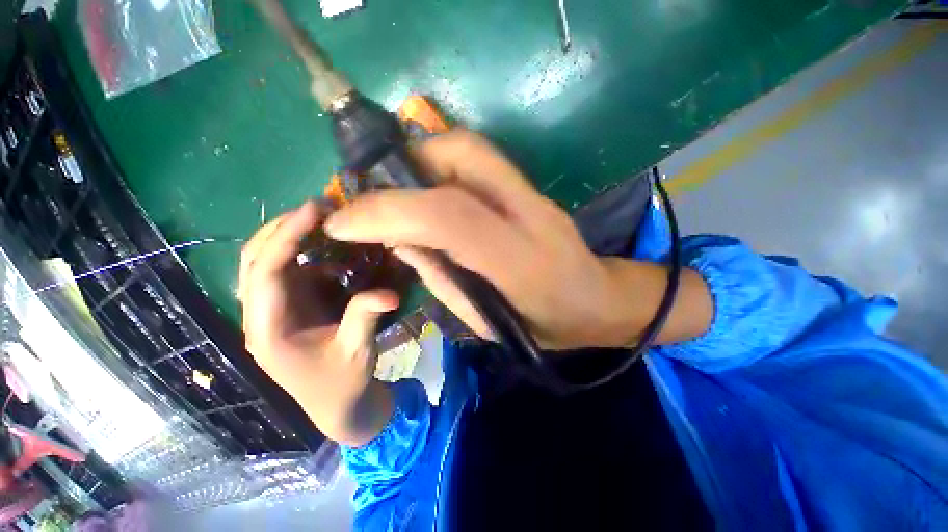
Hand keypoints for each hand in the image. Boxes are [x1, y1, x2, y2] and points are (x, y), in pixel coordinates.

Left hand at [238, 203, 395, 446]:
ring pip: (267, 264)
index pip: (265, 272)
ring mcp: (273, 312)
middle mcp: (261, 316)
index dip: (286, 236)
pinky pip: (290, 274)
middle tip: (318, 209)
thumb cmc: (342, 383)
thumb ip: (366, 317)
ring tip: (324, 224)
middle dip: (282, 229)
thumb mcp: (357, 351)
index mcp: (268, 330)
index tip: (314, 209)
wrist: (339, 404)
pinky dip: (308, 258)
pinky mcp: (289, 309)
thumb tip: (389, 292)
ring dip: (292, 240)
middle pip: (254, 261)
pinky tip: (334, 258)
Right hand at [324, 131, 620, 348]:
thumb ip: (441, 279)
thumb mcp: (486, 322)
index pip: (447, 217)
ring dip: (423, 159)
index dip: (386, 211)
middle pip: (462, 157)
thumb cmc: (544, 325)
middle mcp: (530, 215)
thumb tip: (398, 240)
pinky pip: (481, 161)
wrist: (598, 301)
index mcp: (519, 262)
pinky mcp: (534, 189)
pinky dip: (444, 166)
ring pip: (471, 149)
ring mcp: (536, 195)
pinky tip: (431, 192)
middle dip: (405, 166)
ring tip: (400, 192)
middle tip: (376, 196)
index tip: (342, 221)